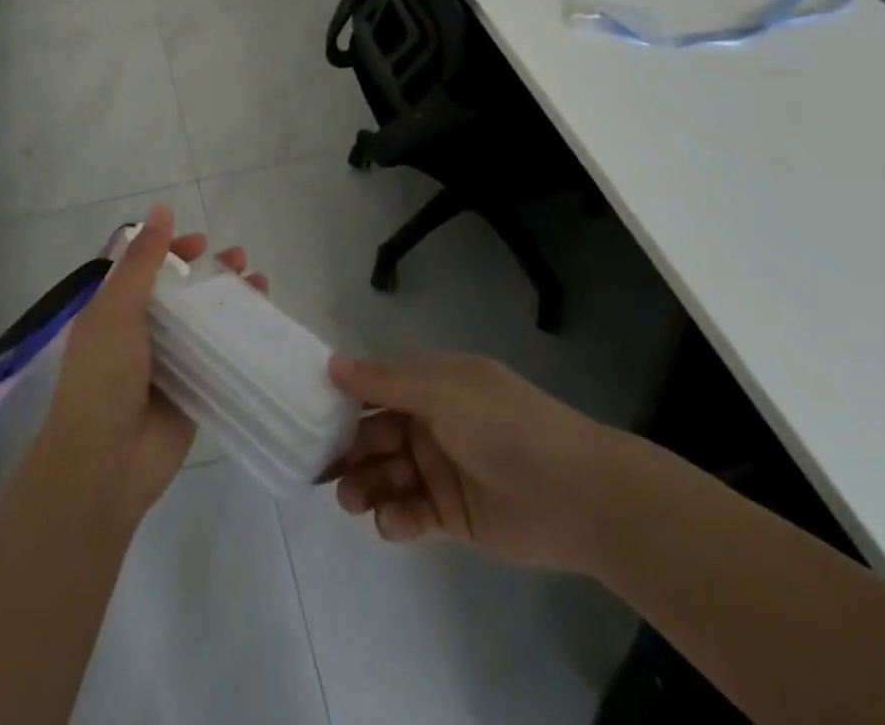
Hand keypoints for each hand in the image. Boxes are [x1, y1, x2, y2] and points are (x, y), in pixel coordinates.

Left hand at [38, 204, 264, 521]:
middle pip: (182, 293)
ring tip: (261, 284)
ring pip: (205, 322)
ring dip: (231, 301)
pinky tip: (264, 325)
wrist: (105, 462)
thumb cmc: (104, 375)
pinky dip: (240, 339)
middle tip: (242, 260)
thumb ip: (142, 260)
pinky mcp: (192, 393)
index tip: (203, 242)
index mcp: (115, 311)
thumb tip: (161, 209)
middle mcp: (141, 334)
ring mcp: (168, 365)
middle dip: (211, 273)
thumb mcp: (118, 307)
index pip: (149, 269)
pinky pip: (219, 358)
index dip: (175, 251)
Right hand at [325, 352, 615, 572]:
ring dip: (365, 484)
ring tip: (350, 499)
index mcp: (432, 385)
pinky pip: (412, 513)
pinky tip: (389, 521)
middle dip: (347, 448)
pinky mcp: (453, 515)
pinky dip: (395, 516)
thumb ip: (385, 381)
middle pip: (375, 433)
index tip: (306, 412)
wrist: (578, 494)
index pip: (376, 387)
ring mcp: (441, 469)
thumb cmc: (505, 425)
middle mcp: (432, 422)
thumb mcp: (442, 391)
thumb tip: (331, 363)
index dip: (343, 398)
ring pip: (388, 473)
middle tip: (318, 467)